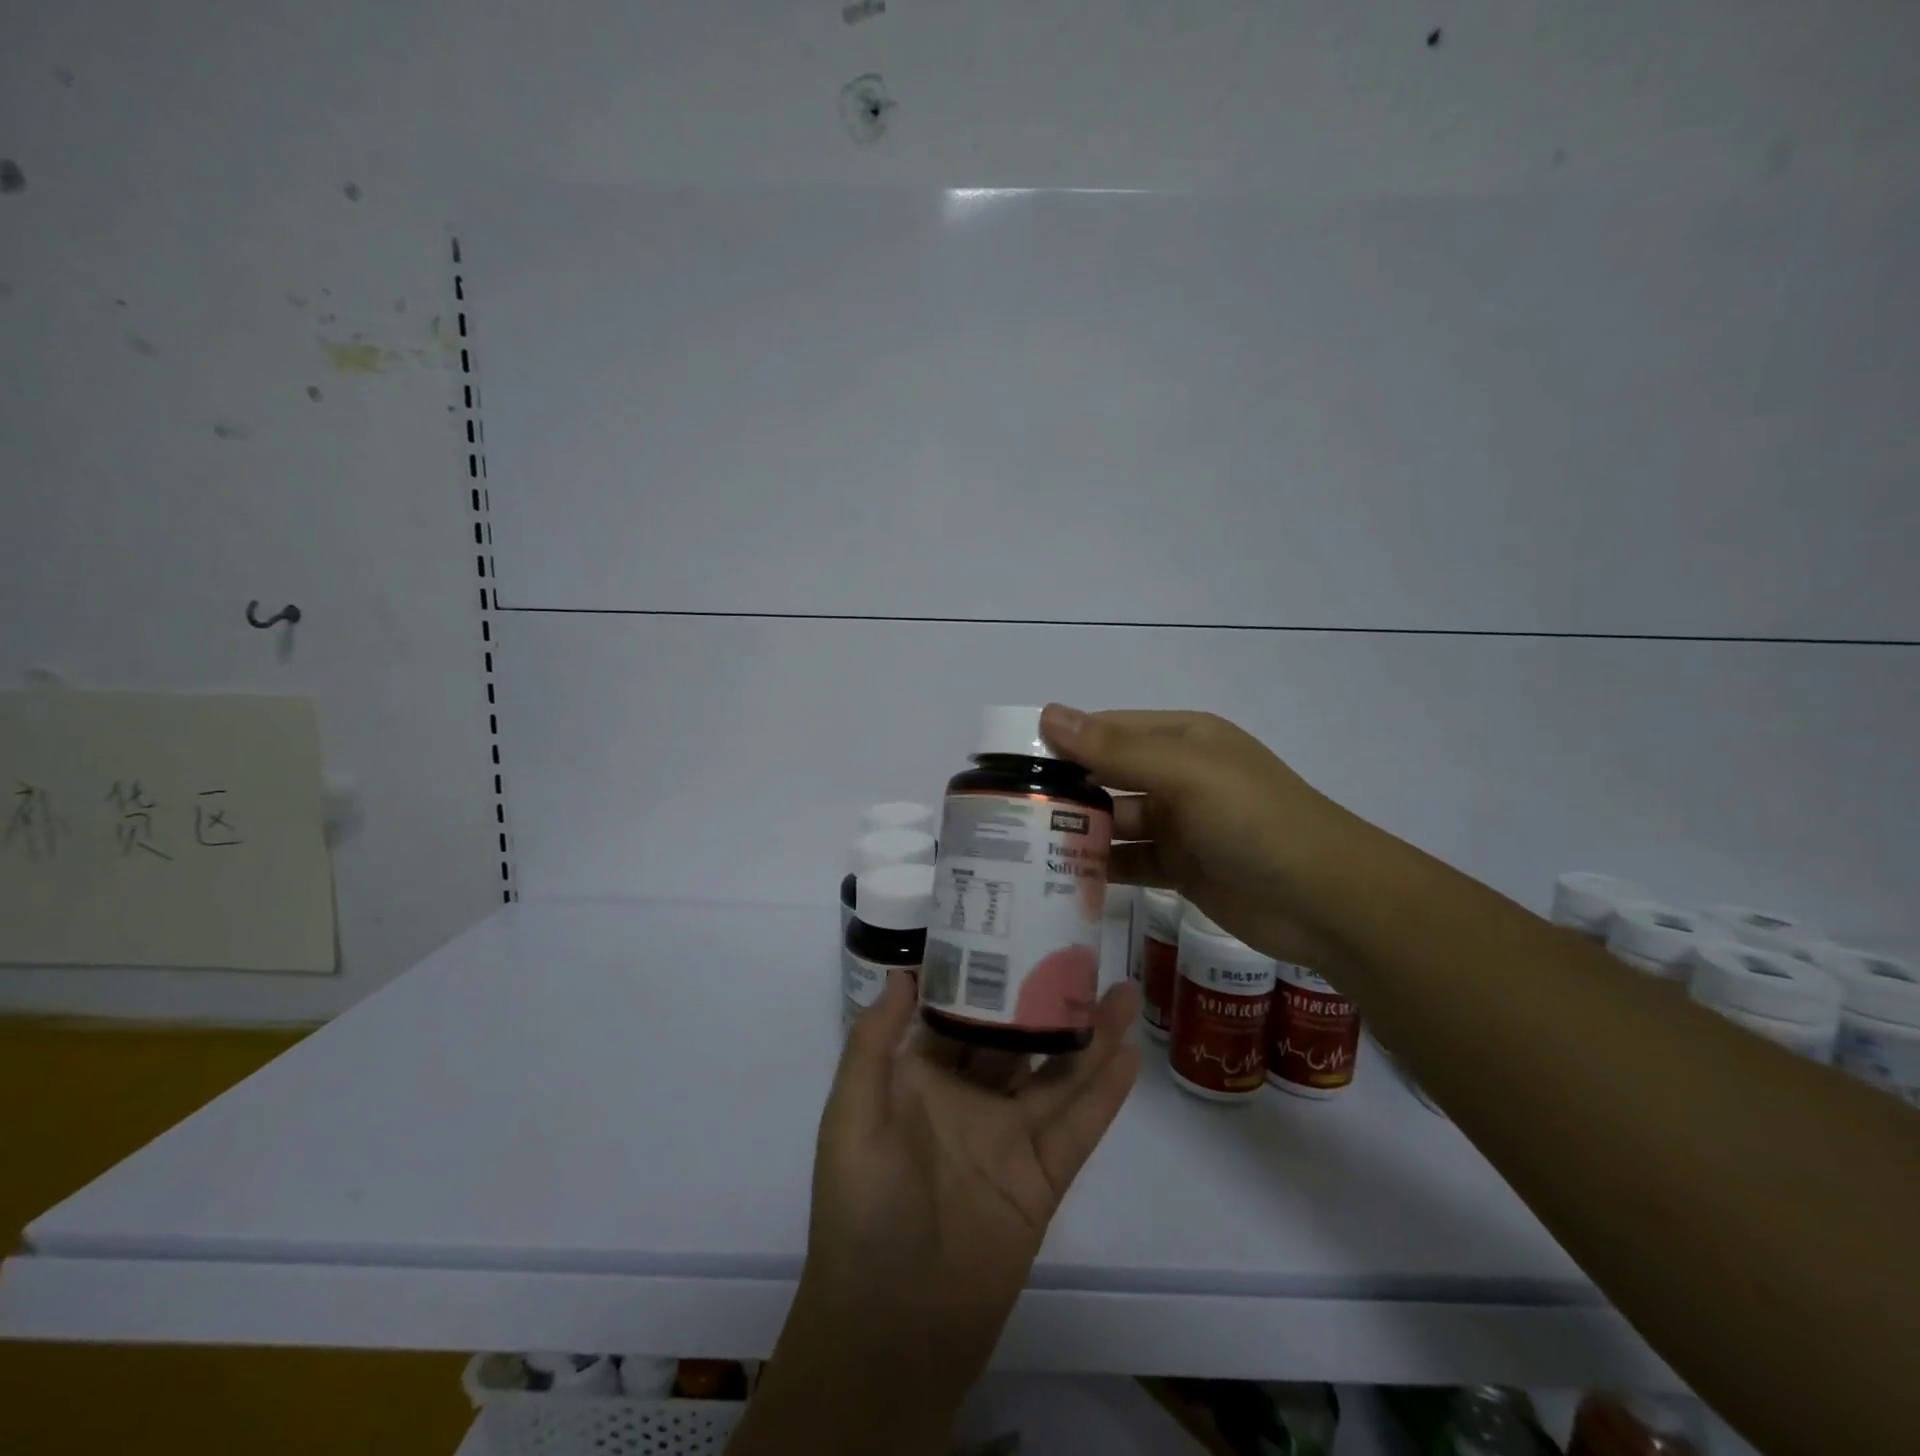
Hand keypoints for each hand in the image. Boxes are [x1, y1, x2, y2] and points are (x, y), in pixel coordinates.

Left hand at [751, 971, 1138, 1449]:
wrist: (891, 1325)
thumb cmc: (861, 1207)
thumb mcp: (851, 1115)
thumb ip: (873, 1044)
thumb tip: (903, 973)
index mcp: (924, 1079)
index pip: (960, 1013)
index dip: (985, 974)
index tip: (1012, 931)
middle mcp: (971, 1099)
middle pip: (1019, 1037)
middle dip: (1047, 998)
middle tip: (1081, 953)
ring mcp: (1011, 1137)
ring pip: (1059, 1073)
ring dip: (1091, 1034)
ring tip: (1123, 989)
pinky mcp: (1043, 1178)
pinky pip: (1079, 1127)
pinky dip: (1105, 1092)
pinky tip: (1129, 1052)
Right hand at [1039, 703, 1361, 972]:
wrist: (1328, 901)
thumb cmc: (1256, 821)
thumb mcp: (1185, 774)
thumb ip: (1115, 748)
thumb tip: (1048, 714)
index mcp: (1181, 738)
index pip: (1106, 730)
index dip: (1060, 744)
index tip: (1008, 764)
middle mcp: (1176, 776)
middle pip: (1106, 776)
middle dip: (1063, 792)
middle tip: (1005, 813)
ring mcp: (1179, 824)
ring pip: (1114, 822)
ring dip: (1078, 833)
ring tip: (1022, 851)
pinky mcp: (1180, 868)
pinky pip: (1130, 862)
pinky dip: (1101, 869)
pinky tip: (1062, 881)